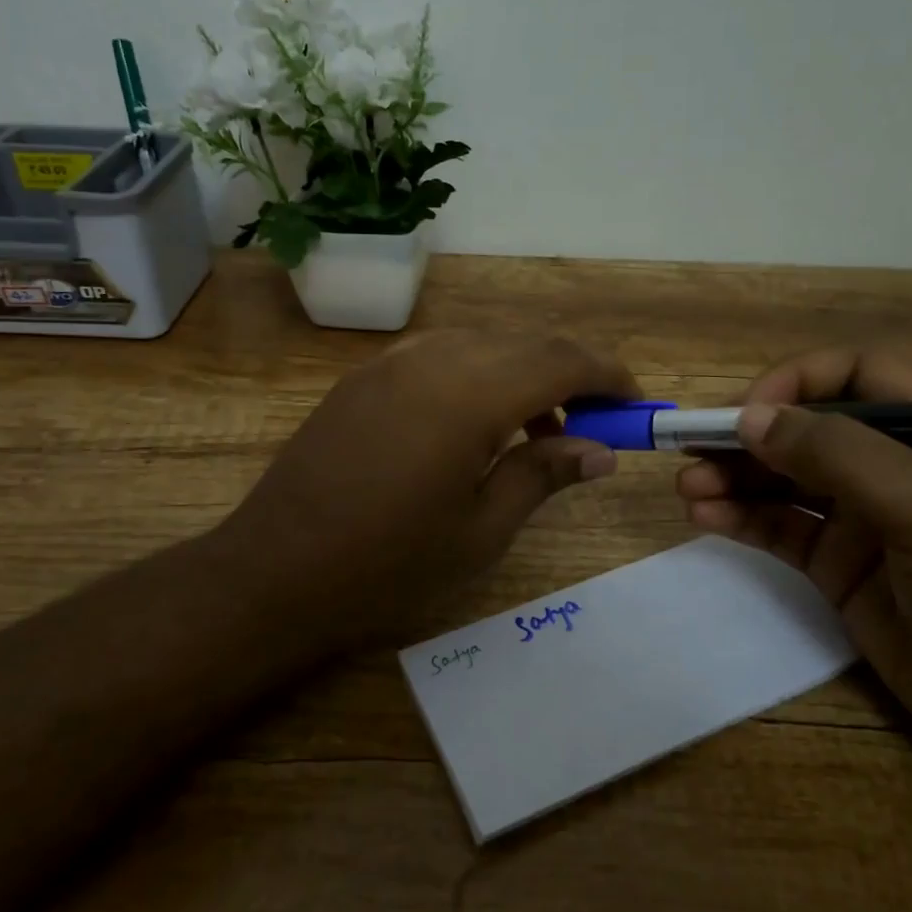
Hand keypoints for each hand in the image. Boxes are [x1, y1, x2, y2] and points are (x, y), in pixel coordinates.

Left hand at [209, 330, 638, 654]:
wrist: (276, 569)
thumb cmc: (388, 564)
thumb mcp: (481, 530)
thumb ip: (543, 475)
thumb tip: (600, 451)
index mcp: (470, 396)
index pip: (562, 360)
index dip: (609, 376)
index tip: (635, 405)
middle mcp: (434, 358)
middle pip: (526, 342)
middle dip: (572, 372)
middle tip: (594, 422)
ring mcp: (392, 361)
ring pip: (483, 342)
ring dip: (524, 371)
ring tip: (538, 430)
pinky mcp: (365, 376)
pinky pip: (440, 353)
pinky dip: (478, 373)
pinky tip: (476, 421)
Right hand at [677, 351, 911, 791]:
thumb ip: (837, 454)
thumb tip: (750, 418)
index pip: (857, 374)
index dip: (798, 382)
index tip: (749, 412)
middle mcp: (898, 466)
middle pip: (808, 429)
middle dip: (748, 435)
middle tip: (689, 447)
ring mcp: (866, 520)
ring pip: (784, 480)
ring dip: (733, 477)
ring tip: (688, 488)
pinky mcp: (842, 569)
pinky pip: (782, 530)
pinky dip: (742, 520)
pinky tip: (705, 519)